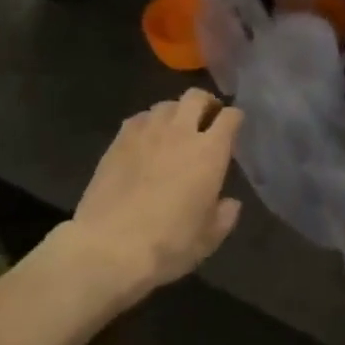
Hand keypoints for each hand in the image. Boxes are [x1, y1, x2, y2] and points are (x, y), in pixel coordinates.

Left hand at [63, 89, 244, 303]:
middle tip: (207, 120)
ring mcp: (146, 132)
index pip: (230, 116)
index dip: (235, 119)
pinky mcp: (119, 140)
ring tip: (175, 129)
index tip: (234, 128)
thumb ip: (225, 216)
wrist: (109, 247)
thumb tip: (230, 203)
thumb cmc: (168, 244)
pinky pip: (139, 118)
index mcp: (210, 152)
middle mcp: (180, 132)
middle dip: (206, 103)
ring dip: (176, 112)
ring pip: (166, 104)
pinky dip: (148, 123)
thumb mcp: (208, 239)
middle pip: (197, 97)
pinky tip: (146, 140)